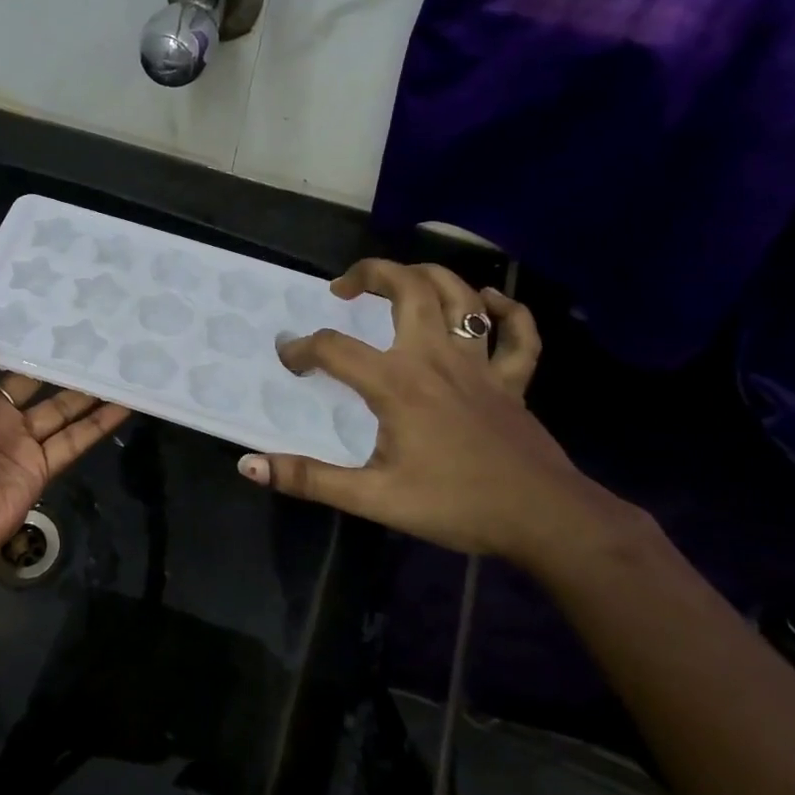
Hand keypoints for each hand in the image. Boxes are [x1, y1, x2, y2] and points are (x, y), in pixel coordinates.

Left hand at [0, 303, 131, 556]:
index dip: (13, 333)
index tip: (42, 304)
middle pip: (31, 380)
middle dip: (56, 358)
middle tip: (92, 326)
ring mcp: (17, 442)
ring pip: (59, 408)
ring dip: (86, 388)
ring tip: (117, 357)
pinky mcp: (40, 467)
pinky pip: (74, 439)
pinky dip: (99, 422)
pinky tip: (126, 400)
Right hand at [237, 260, 632, 565]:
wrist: (545, 520)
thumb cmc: (456, 505)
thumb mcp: (373, 498)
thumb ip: (309, 479)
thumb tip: (250, 465)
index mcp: (398, 383)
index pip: (335, 349)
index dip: (302, 349)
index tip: (289, 361)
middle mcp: (437, 359)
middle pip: (409, 289)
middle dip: (372, 275)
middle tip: (344, 287)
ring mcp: (480, 365)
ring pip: (461, 296)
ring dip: (428, 276)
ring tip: (400, 280)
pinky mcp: (512, 380)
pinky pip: (517, 333)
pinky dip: (505, 309)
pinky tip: (487, 301)